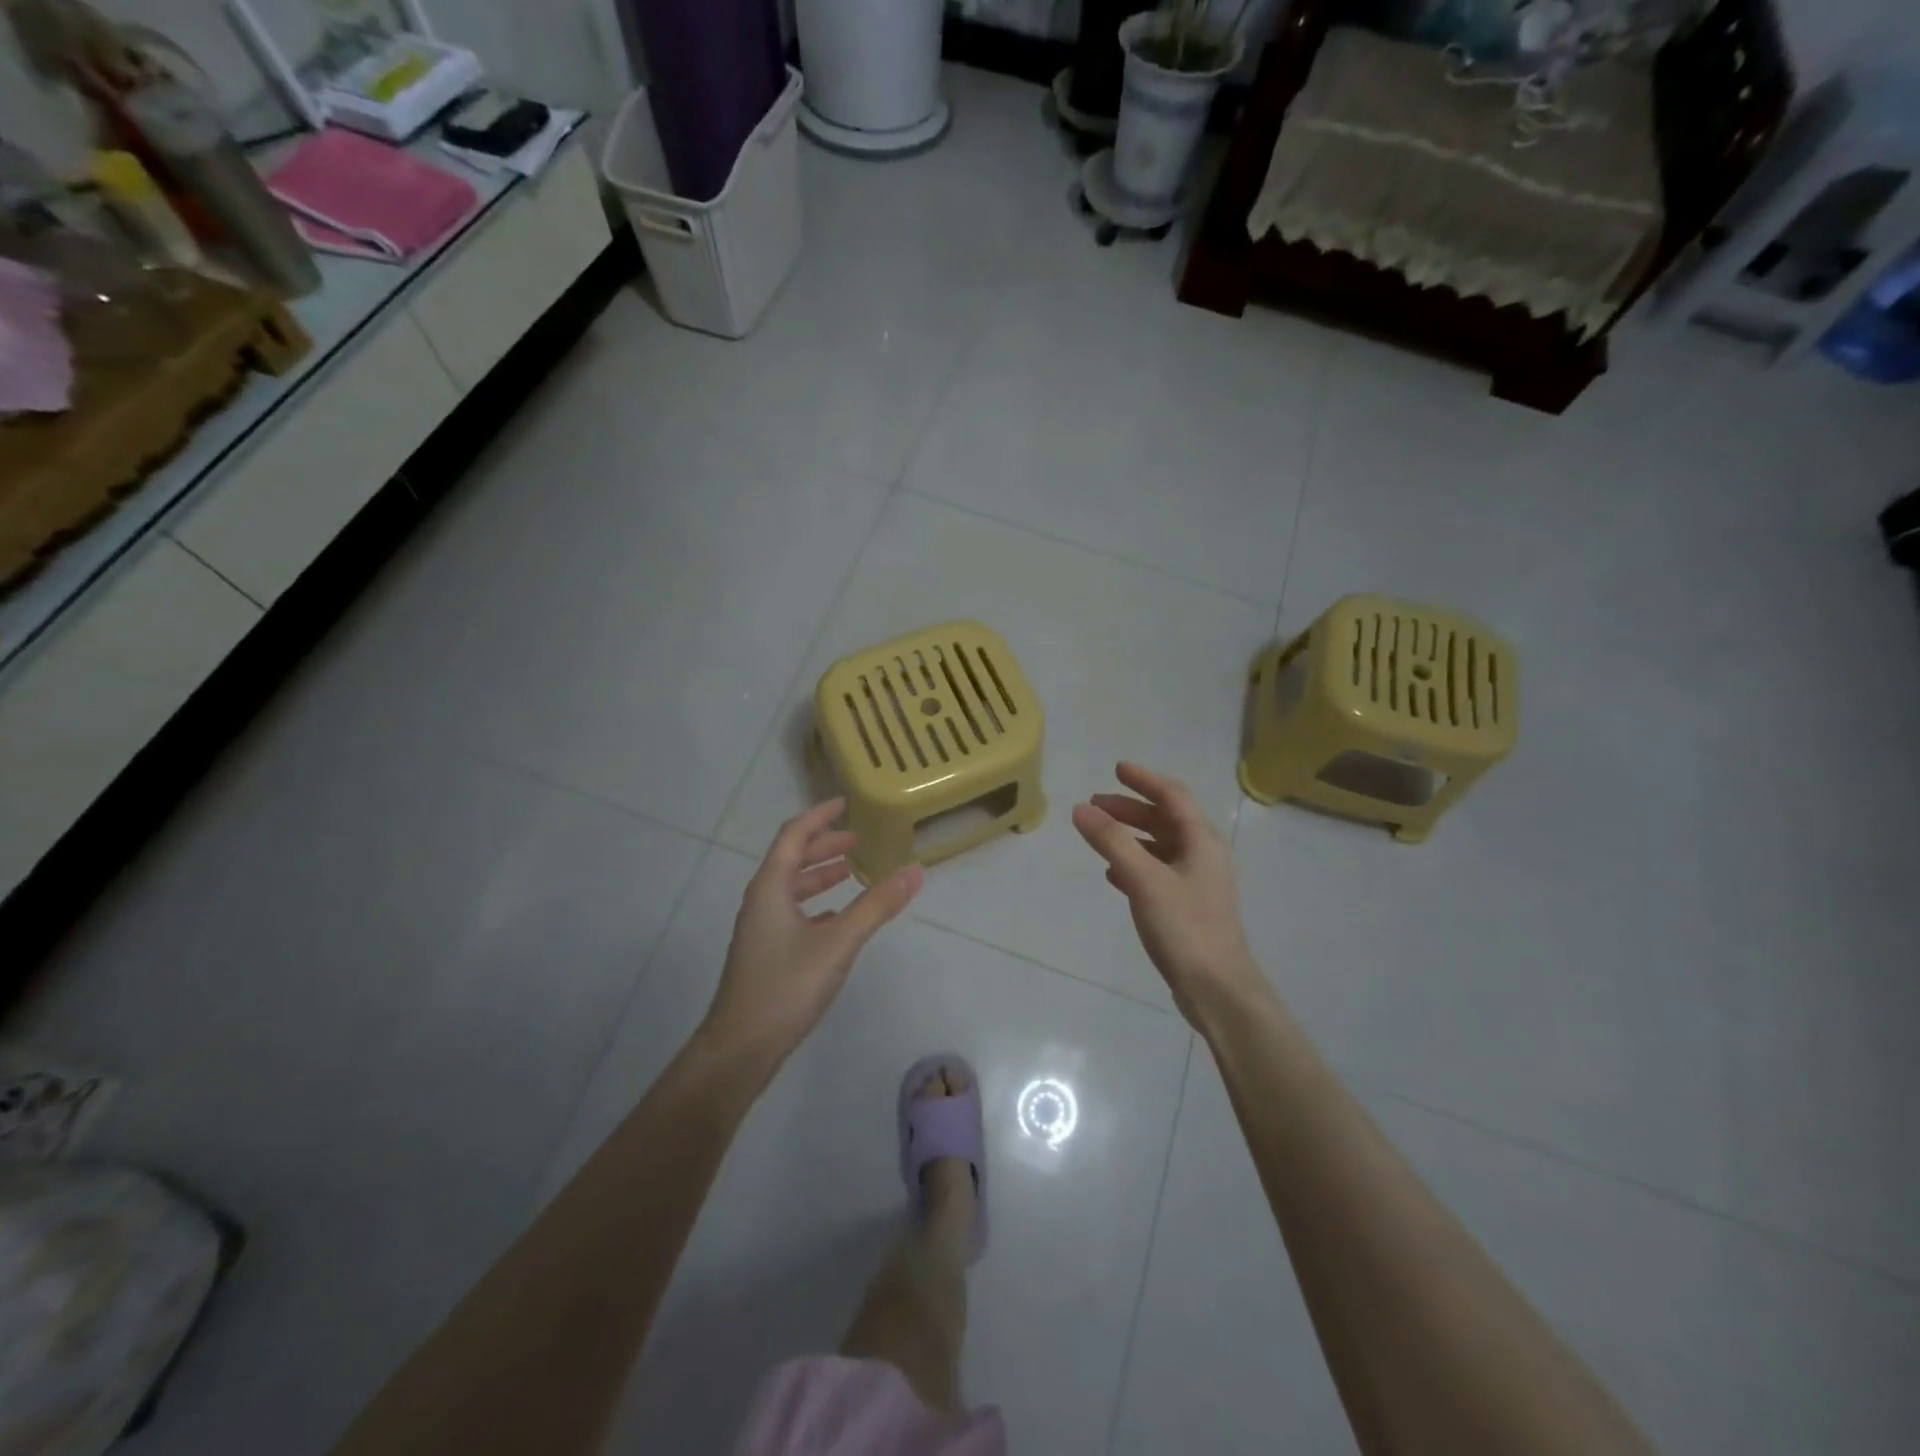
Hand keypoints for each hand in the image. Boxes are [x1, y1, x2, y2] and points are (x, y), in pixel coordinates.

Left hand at [700, 800, 922, 1077]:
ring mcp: (761, 928)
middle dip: (824, 845)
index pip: (793, 835)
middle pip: (792, 859)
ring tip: (851, 871)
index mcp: (771, 887)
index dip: (819, 816)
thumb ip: (876, 906)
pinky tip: (838, 917)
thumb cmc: (785, 987)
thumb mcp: (838, 943)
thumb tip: (915, 871)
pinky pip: (794, 912)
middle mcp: (762, 900)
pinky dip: (817, 904)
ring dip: (820, 875)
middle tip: (858, 839)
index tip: (845, 803)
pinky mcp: (766, 953)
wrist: (740, 1048)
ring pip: (792, 888)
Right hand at [1072, 762, 1267, 1028]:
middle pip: (1166, 819)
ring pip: (1161, 846)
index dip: (1144, 779)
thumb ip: (1112, 841)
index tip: (1116, 769)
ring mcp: (1198, 882)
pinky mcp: (1189, 906)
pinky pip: (1158, 872)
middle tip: (1095, 804)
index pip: (1173, 795)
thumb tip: (1081, 809)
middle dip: (1131, 808)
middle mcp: (1204, 855)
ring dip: (1131, 835)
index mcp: (1202, 841)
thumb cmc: (1184, 927)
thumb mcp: (1144, 879)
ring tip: (1099, 835)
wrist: (1217, 989)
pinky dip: (1135, 864)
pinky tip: (1113, 874)